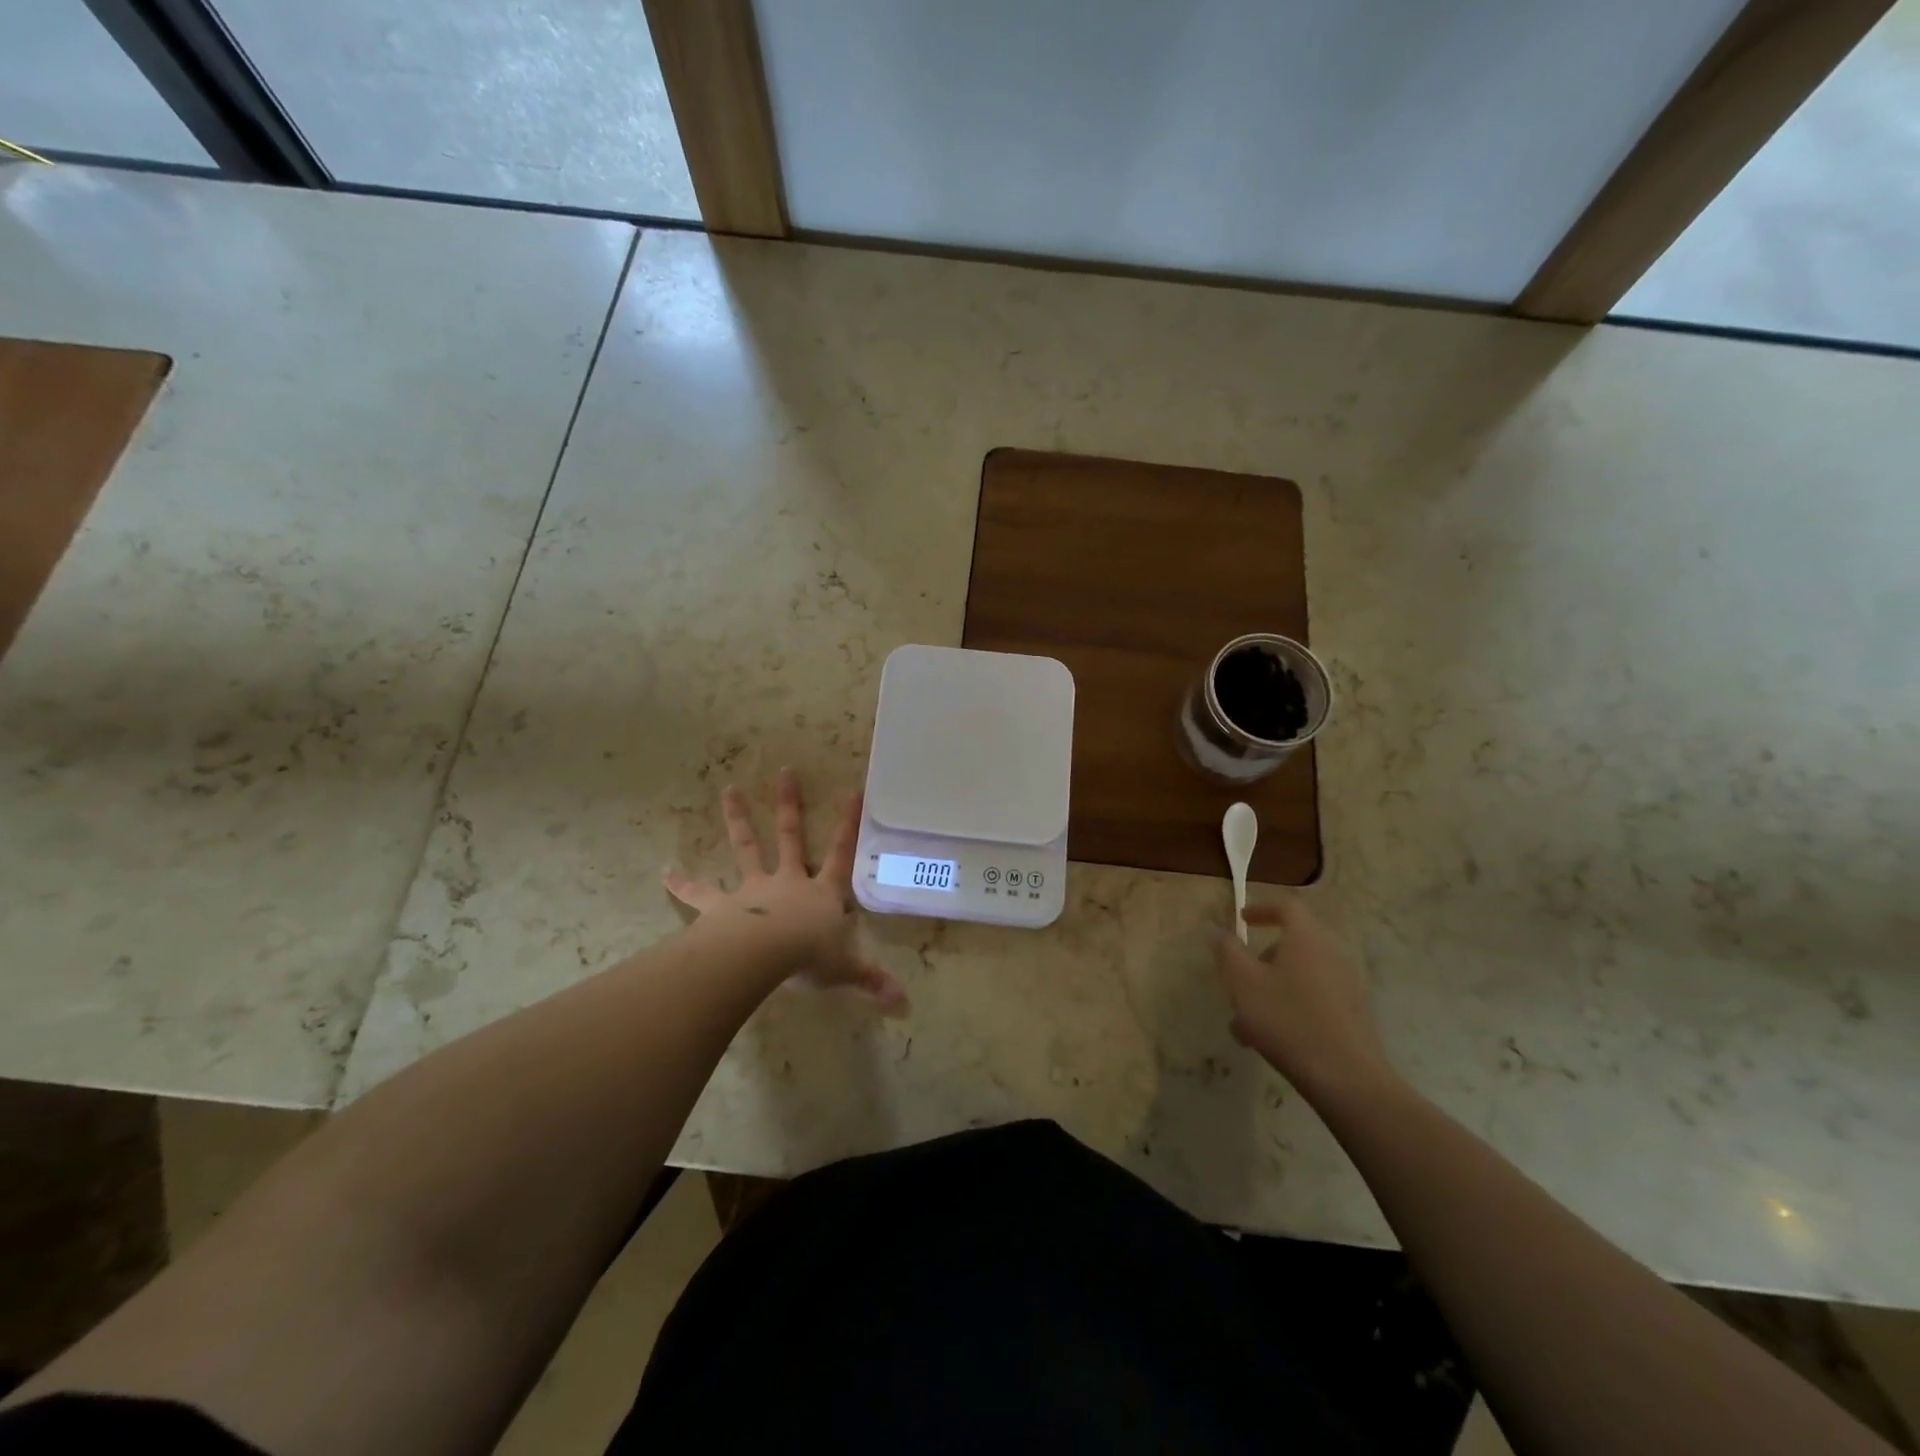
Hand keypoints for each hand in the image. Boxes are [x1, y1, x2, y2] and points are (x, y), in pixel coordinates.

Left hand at [665, 768, 907, 1012]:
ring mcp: (754, 890)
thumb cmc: (809, 958)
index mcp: (822, 893)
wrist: (763, 957)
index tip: (852, 792)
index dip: (848, 825)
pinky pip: (700, 893)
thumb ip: (871, 982)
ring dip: (738, 819)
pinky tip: (664, 871)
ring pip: (747, 847)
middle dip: (789, 804)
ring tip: (728, 790)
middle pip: (791, 836)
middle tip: (785, 771)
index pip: (841, 853)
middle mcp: (788, 882)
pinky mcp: (722, 907)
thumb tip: (904, 1003)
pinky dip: (682, 882)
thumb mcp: (845, 971)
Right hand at [1214, 897, 1395, 1100]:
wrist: (1347, 1078)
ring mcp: (1349, 984)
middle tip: (1239, 980)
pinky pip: (1317, 997)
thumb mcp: (1243, 982)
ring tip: (1246, 1023)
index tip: (1242, 920)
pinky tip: (1273, 1039)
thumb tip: (1216, 928)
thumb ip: (1227, 950)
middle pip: (1294, 942)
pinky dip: (1293, 1005)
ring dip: (1273, 988)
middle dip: (1262, 958)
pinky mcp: (1356, 1013)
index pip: (1287, 906)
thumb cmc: (1287, 1020)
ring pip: (1302, 974)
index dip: (1262, 908)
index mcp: (1307, 938)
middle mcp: (1333, 953)